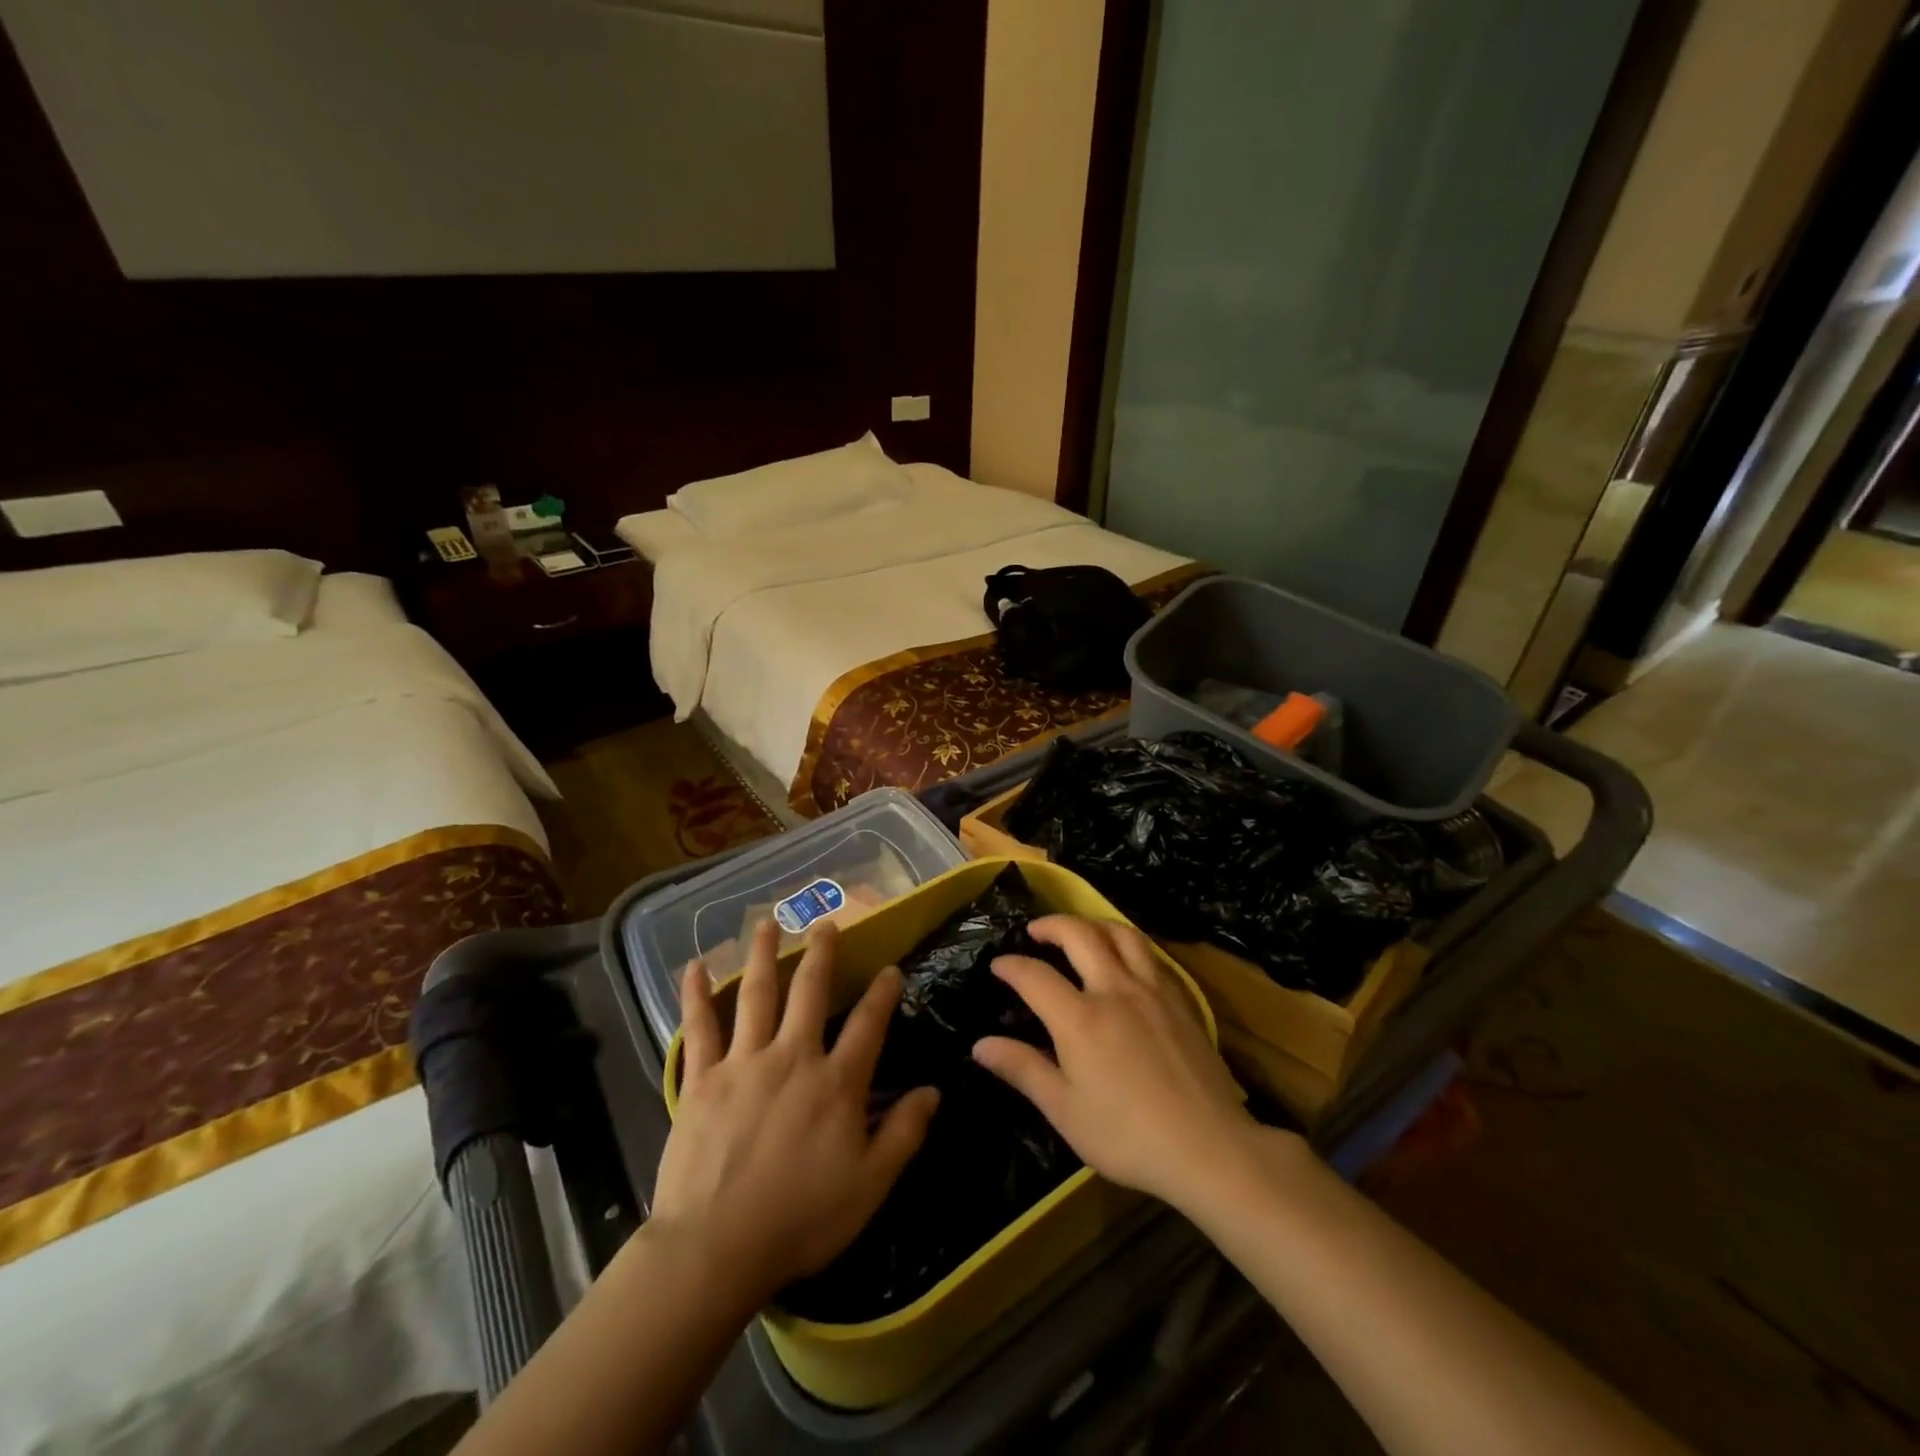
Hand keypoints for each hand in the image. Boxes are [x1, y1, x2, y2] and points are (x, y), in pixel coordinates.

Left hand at [652, 921, 939, 1309]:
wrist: (715, 1248)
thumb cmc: (800, 1221)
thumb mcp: (869, 1186)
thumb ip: (904, 1134)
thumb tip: (934, 1091)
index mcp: (836, 1083)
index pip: (868, 1025)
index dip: (883, 993)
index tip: (890, 969)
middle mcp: (793, 1057)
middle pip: (810, 991)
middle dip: (821, 953)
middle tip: (826, 923)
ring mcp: (744, 1062)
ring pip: (757, 994)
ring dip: (763, 953)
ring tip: (767, 922)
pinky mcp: (702, 1078)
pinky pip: (699, 1027)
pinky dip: (696, 995)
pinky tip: (694, 967)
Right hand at [972, 916, 1258, 1207]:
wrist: (1209, 1146)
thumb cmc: (1128, 1135)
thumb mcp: (1065, 1111)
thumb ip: (1023, 1069)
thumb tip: (980, 1045)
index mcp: (1079, 1018)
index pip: (1034, 975)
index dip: (1011, 965)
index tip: (998, 964)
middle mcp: (1114, 989)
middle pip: (1079, 934)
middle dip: (1051, 925)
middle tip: (1035, 931)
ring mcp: (1152, 990)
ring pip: (1121, 933)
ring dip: (1093, 924)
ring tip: (1080, 932)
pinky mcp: (1180, 999)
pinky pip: (1150, 954)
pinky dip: (1128, 944)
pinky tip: (1125, 961)